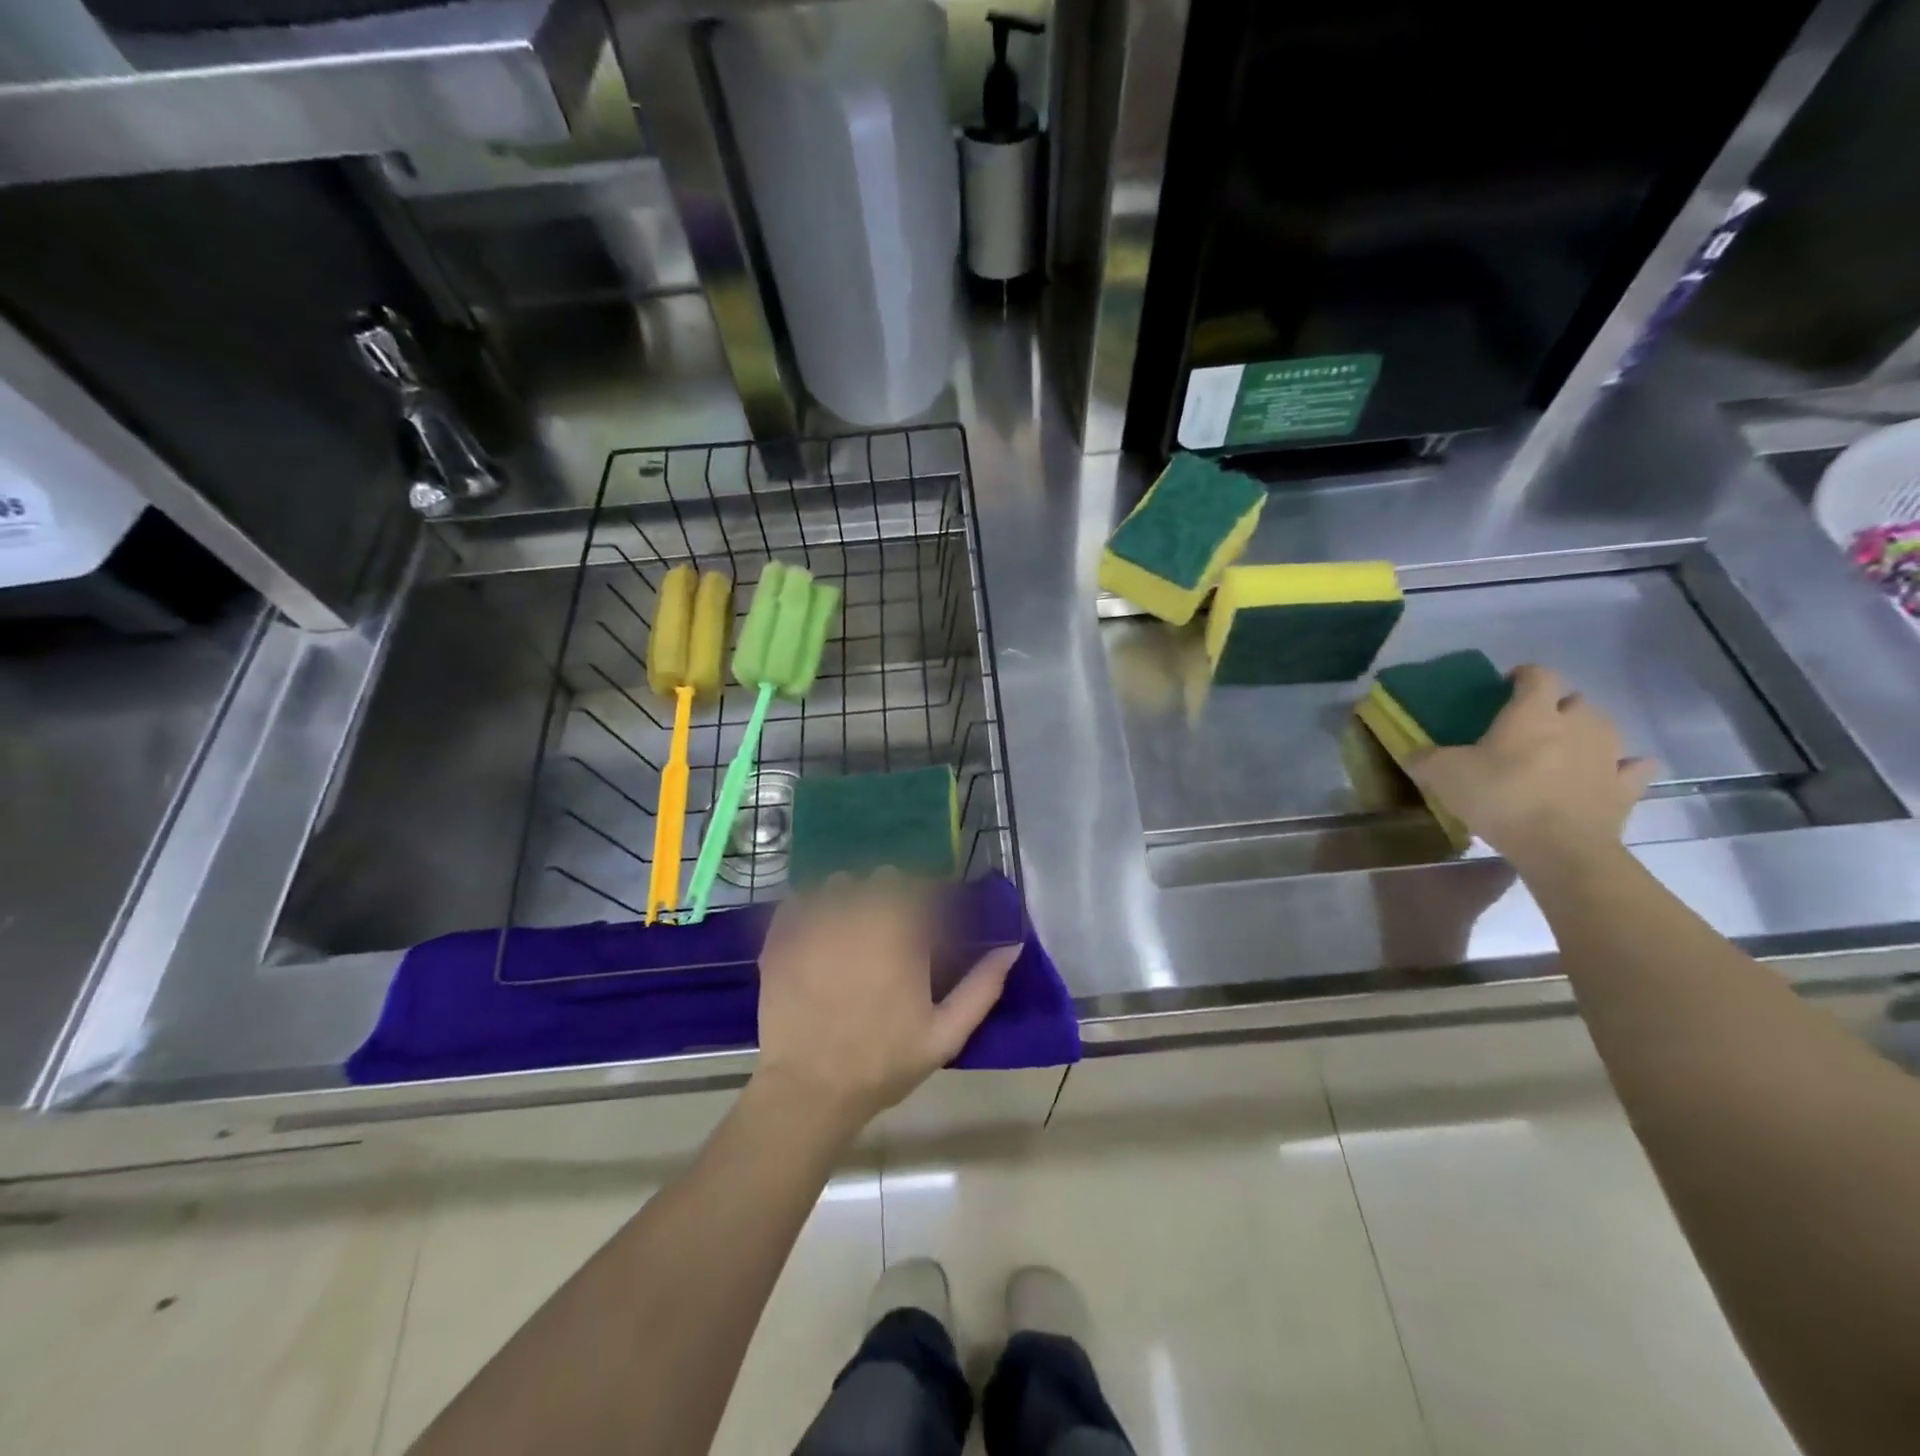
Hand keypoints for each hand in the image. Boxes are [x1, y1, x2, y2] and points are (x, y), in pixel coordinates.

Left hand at [752, 871, 1019, 1129]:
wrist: (809, 1091)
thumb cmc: (883, 1062)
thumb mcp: (945, 1035)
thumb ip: (982, 987)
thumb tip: (1012, 947)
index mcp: (901, 934)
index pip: (920, 887)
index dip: (927, 899)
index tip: (928, 921)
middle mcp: (859, 916)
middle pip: (880, 878)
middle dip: (890, 895)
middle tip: (890, 928)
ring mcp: (815, 924)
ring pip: (838, 883)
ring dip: (849, 897)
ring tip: (850, 929)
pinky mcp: (781, 938)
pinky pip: (796, 901)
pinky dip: (808, 908)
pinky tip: (814, 932)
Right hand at [1408, 664, 1654, 870]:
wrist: (1559, 847)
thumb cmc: (1500, 797)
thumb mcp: (1443, 775)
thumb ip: (1425, 758)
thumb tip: (1415, 754)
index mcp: (1533, 712)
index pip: (1537, 675)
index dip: (1522, 675)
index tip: (1506, 685)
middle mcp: (1578, 723)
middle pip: (1575, 700)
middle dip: (1556, 707)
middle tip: (1531, 726)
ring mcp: (1608, 755)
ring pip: (1605, 728)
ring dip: (1586, 732)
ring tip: (1564, 749)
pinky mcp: (1625, 787)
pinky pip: (1632, 767)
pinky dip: (1622, 767)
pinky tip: (1606, 774)